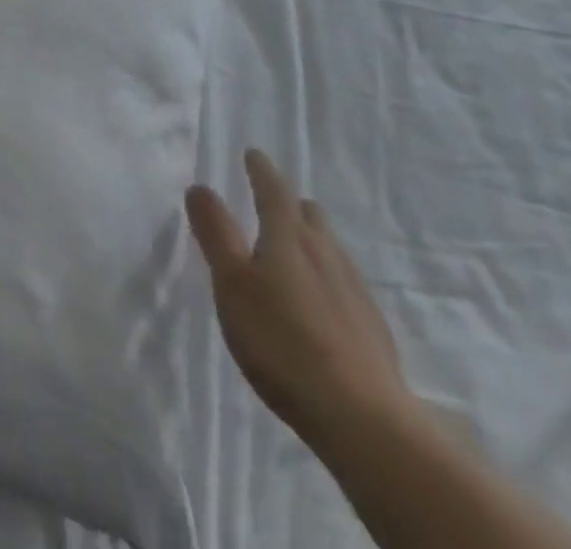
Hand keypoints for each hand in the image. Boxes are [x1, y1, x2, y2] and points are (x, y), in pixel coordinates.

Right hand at [186, 149, 413, 448]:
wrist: (362, 416)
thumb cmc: (282, 341)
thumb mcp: (232, 284)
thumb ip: (216, 233)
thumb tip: (200, 186)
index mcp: (288, 235)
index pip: (273, 188)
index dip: (260, 169)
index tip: (252, 154)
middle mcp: (324, 250)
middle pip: (307, 213)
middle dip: (289, 202)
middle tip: (271, 202)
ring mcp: (353, 287)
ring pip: (328, 246)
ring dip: (309, 237)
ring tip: (293, 249)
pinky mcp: (370, 324)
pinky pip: (343, 280)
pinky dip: (326, 275)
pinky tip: (320, 300)